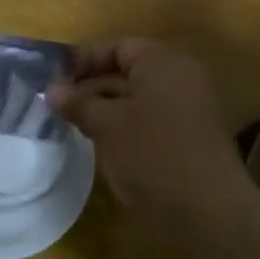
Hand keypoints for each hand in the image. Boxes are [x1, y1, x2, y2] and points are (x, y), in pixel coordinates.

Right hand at [49, 38, 252, 225]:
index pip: (118, 47)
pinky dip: (124, 126)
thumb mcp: (107, 125)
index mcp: (163, 63)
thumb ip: (78, 103)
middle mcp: (180, 79)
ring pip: (137, 98)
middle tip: (58, 103)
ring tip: (73, 124)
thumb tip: (51, 90)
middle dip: (91, 85)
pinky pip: (150, 120)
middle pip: (128, 71)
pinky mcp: (188, 138)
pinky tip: (101, 144)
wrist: (208, 212)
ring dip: (105, 108)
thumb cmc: (153, 155)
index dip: (85, 58)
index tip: (54, 77)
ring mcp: (188, 110)